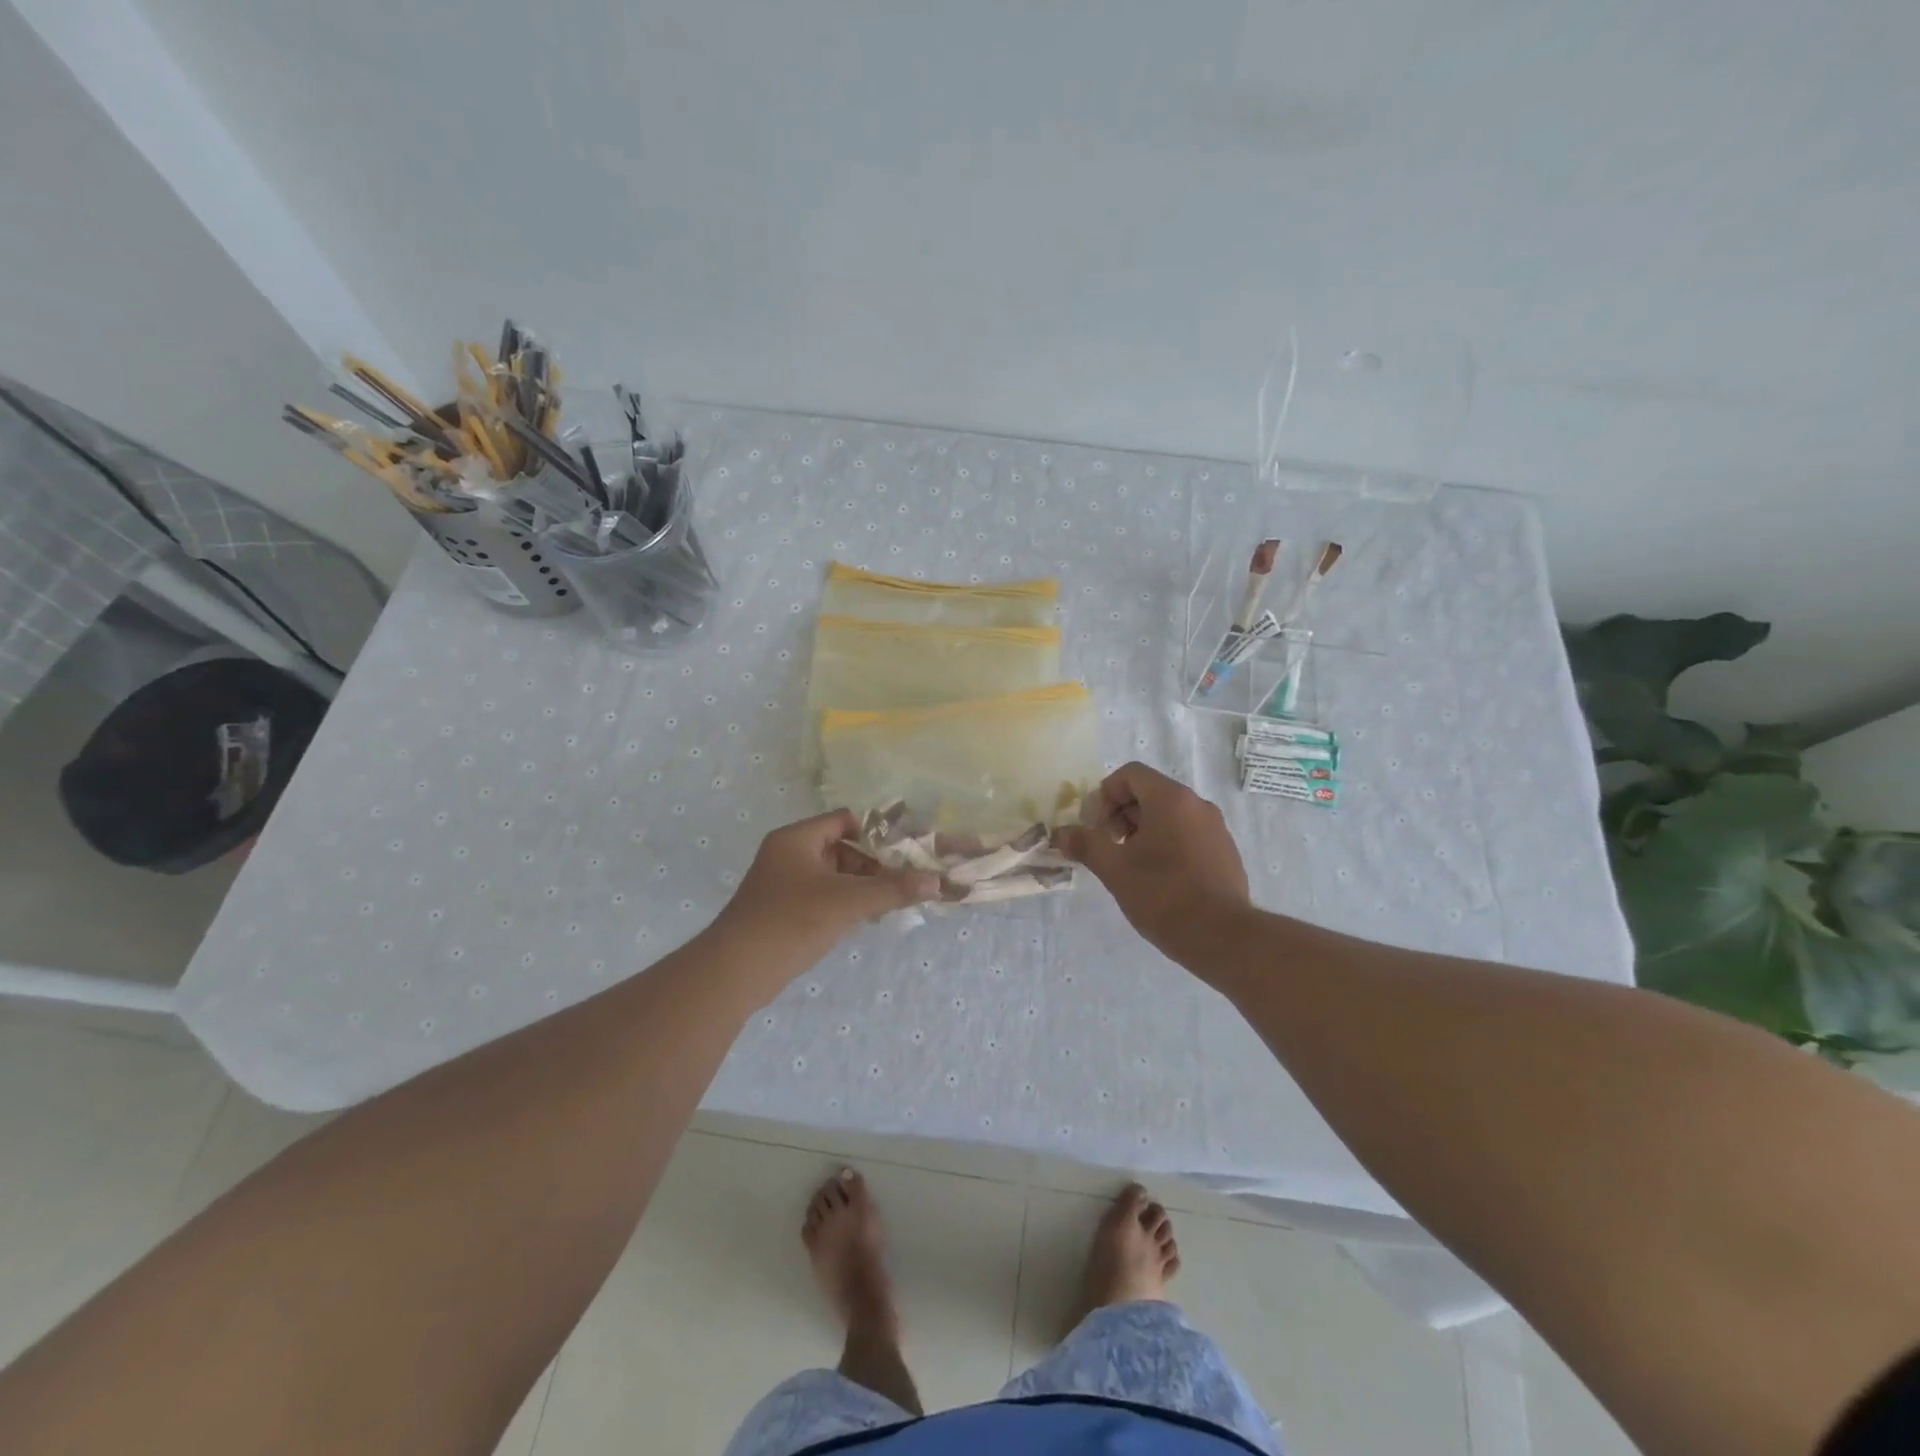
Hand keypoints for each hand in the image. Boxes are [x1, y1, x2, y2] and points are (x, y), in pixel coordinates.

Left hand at [714, 809, 941, 967]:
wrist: (735, 972)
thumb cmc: (791, 921)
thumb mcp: (847, 902)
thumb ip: (892, 889)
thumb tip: (936, 882)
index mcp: (796, 839)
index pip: (845, 820)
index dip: (877, 832)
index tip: (907, 849)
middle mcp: (788, 854)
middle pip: (842, 848)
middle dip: (874, 864)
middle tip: (905, 880)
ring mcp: (783, 884)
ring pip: (834, 875)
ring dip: (862, 886)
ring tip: (892, 900)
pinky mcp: (783, 911)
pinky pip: (823, 896)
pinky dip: (845, 903)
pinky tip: (866, 918)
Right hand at [1053, 762, 1250, 965]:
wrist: (1222, 937)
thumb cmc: (1163, 895)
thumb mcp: (1115, 869)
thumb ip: (1085, 844)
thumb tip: (1060, 833)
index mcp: (1171, 799)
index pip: (1130, 774)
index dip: (1105, 795)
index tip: (1096, 828)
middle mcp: (1197, 804)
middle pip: (1149, 792)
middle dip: (1121, 814)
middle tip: (1108, 848)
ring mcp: (1216, 828)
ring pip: (1169, 815)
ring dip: (1142, 831)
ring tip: (1130, 866)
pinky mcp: (1225, 852)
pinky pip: (1188, 834)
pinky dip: (1167, 844)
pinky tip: (1158, 879)